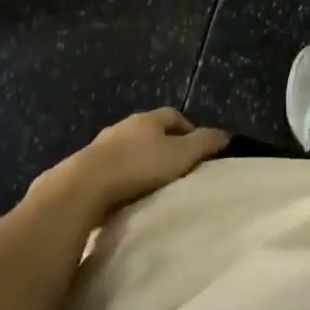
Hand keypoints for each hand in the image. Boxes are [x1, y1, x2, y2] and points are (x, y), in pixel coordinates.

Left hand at [33, 108, 228, 219]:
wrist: (84, 187)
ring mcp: (101, 146)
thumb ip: (204, 144)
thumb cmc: (139, 167)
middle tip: (177, 166)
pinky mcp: (85, 167)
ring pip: (128, 148)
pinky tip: (126, 194)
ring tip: (152, 183)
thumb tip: (225, 135)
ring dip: (139, 161)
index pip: (173, 115)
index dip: (187, 128)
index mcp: (147, 119)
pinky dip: (121, 176)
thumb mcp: (180, 155)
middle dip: (163, 144)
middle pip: (149, 130)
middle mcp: (123, 126)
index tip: (197, 148)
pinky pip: (111, 167)